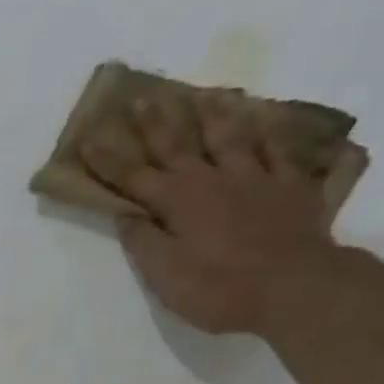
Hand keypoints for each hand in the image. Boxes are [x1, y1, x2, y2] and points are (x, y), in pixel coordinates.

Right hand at [82, 93, 339, 335]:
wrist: (296, 287)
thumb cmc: (220, 288)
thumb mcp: (166, 276)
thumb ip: (144, 242)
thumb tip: (125, 215)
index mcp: (177, 202)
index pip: (133, 177)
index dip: (108, 160)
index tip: (88, 138)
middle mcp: (212, 179)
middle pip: (178, 146)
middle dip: (155, 124)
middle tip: (142, 99)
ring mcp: (255, 178)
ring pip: (231, 138)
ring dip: (215, 116)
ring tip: (206, 95)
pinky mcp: (292, 186)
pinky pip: (280, 152)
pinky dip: (271, 135)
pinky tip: (267, 123)